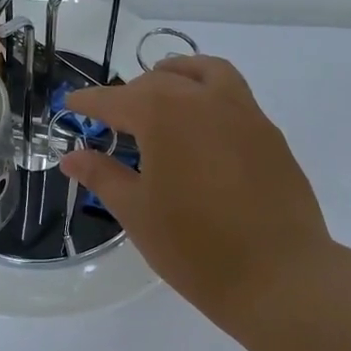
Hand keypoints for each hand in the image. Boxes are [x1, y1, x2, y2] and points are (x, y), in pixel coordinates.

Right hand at [60, 56, 333, 326]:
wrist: (280, 277)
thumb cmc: (194, 247)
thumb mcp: (136, 212)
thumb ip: (102, 175)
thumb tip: (72, 157)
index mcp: (163, 115)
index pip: (115, 99)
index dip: (89, 102)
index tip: (70, 105)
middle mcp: (203, 100)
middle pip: (158, 81)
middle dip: (130, 93)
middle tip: (112, 119)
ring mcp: (244, 113)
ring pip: (204, 73)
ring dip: (176, 75)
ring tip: (162, 93)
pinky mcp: (270, 134)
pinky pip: (233, 95)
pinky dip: (208, 95)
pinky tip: (202, 131)